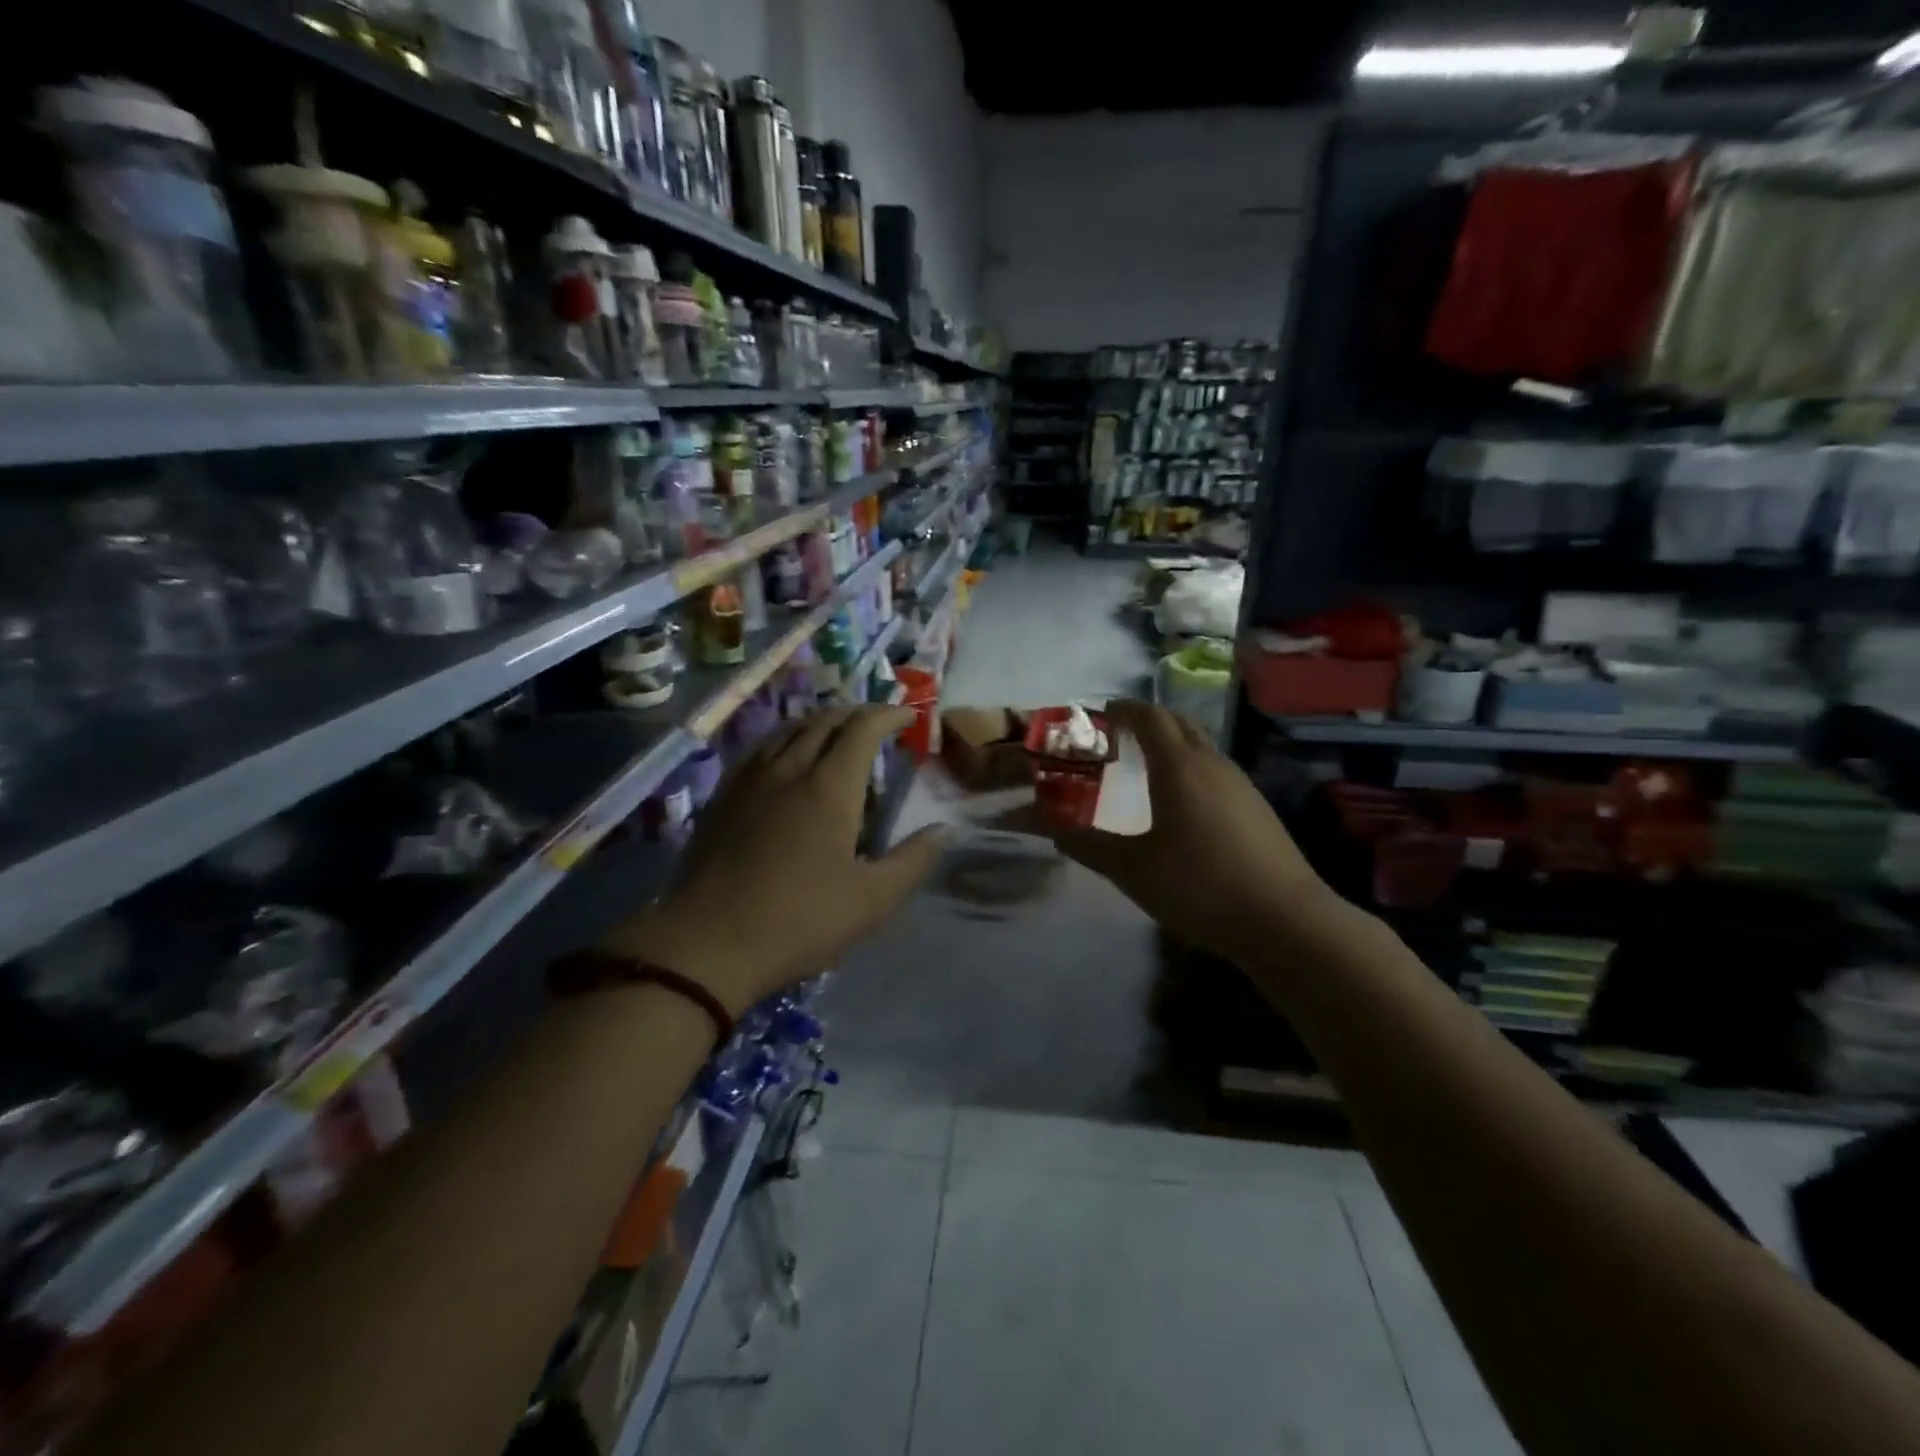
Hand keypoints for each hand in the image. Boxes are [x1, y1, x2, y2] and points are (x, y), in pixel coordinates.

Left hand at [605, 706, 943, 1014]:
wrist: (709, 942)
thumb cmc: (800, 920)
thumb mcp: (872, 900)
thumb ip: (913, 860)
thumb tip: (945, 829)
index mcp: (830, 787)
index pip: (862, 728)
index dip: (889, 715)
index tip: (909, 716)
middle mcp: (790, 769)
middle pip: (825, 720)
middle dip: (857, 714)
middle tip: (878, 724)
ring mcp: (751, 780)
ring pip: (789, 729)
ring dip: (820, 722)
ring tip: (837, 734)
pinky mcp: (724, 796)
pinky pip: (761, 748)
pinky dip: (786, 739)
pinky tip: (786, 758)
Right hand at [1052, 700, 1336, 963]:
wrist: (1285, 921)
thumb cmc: (1200, 886)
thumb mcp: (1132, 870)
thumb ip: (1089, 846)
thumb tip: (1054, 831)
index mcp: (1180, 767)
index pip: (1149, 717)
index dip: (1122, 710)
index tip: (1098, 715)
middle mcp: (1212, 764)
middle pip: (1178, 723)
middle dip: (1145, 721)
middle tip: (1117, 739)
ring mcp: (1240, 785)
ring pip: (1200, 746)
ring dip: (1170, 745)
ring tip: (1144, 769)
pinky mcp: (1256, 808)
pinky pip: (1215, 770)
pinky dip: (1190, 768)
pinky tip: (1181, 804)